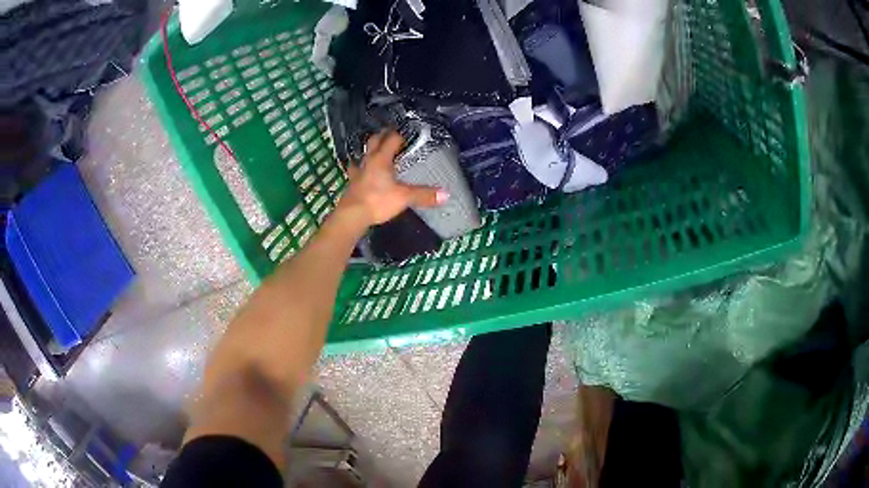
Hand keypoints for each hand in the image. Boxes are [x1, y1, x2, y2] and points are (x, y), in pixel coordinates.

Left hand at [338, 130, 447, 225]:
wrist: (352, 215)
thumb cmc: (378, 201)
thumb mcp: (404, 197)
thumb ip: (424, 194)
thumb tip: (446, 194)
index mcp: (382, 159)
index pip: (392, 139)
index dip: (401, 134)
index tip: (408, 133)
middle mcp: (369, 161)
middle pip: (374, 141)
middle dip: (383, 135)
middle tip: (391, 134)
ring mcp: (358, 171)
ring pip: (364, 154)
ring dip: (370, 150)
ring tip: (377, 149)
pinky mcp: (352, 183)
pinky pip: (356, 170)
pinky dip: (360, 167)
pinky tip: (361, 170)